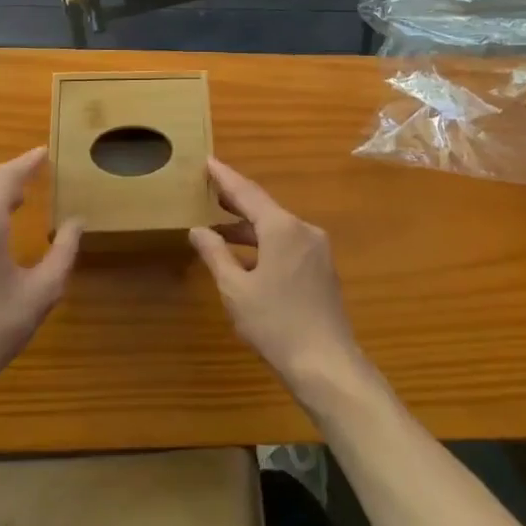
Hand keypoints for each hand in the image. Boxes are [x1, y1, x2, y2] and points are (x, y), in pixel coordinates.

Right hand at [190, 158, 367, 407]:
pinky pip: (288, 243)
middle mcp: (303, 229)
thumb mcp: (236, 290)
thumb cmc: (276, 324)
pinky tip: (247, 256)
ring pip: (277, 227)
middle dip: (236, 201)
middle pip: (264, 207)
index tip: (208, 161)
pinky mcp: (322, 269)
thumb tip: (198, 230)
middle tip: (209, 190)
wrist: (327, 365)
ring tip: (220, 226)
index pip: (247, 192)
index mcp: (282, 227)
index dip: (225, 177)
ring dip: (249, 226)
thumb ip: (215, 254)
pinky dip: (265, 242)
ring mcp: (317, 249)